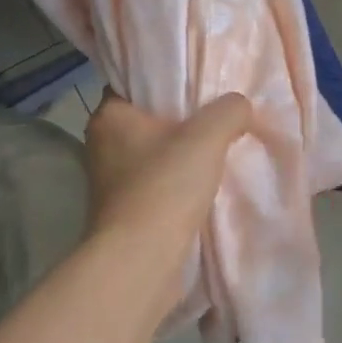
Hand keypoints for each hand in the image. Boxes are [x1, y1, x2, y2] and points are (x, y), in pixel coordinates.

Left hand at [82, 90, 252, 306]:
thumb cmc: (165, 187)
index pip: (133, 84)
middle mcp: (102, 145)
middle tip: (215, 116)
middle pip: (145, 121)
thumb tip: (239, 106)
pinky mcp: (122, 213)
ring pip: (151, 155)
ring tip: (216, 150)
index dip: (164, 81)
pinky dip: (175, 185)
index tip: (196, 82)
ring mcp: (109, 182)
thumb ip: (229, 111)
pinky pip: (154, 186)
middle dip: (177, 120)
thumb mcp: (207, 136)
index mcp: (109, 116)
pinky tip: (204, 186)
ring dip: (177, 156)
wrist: (141, 261)